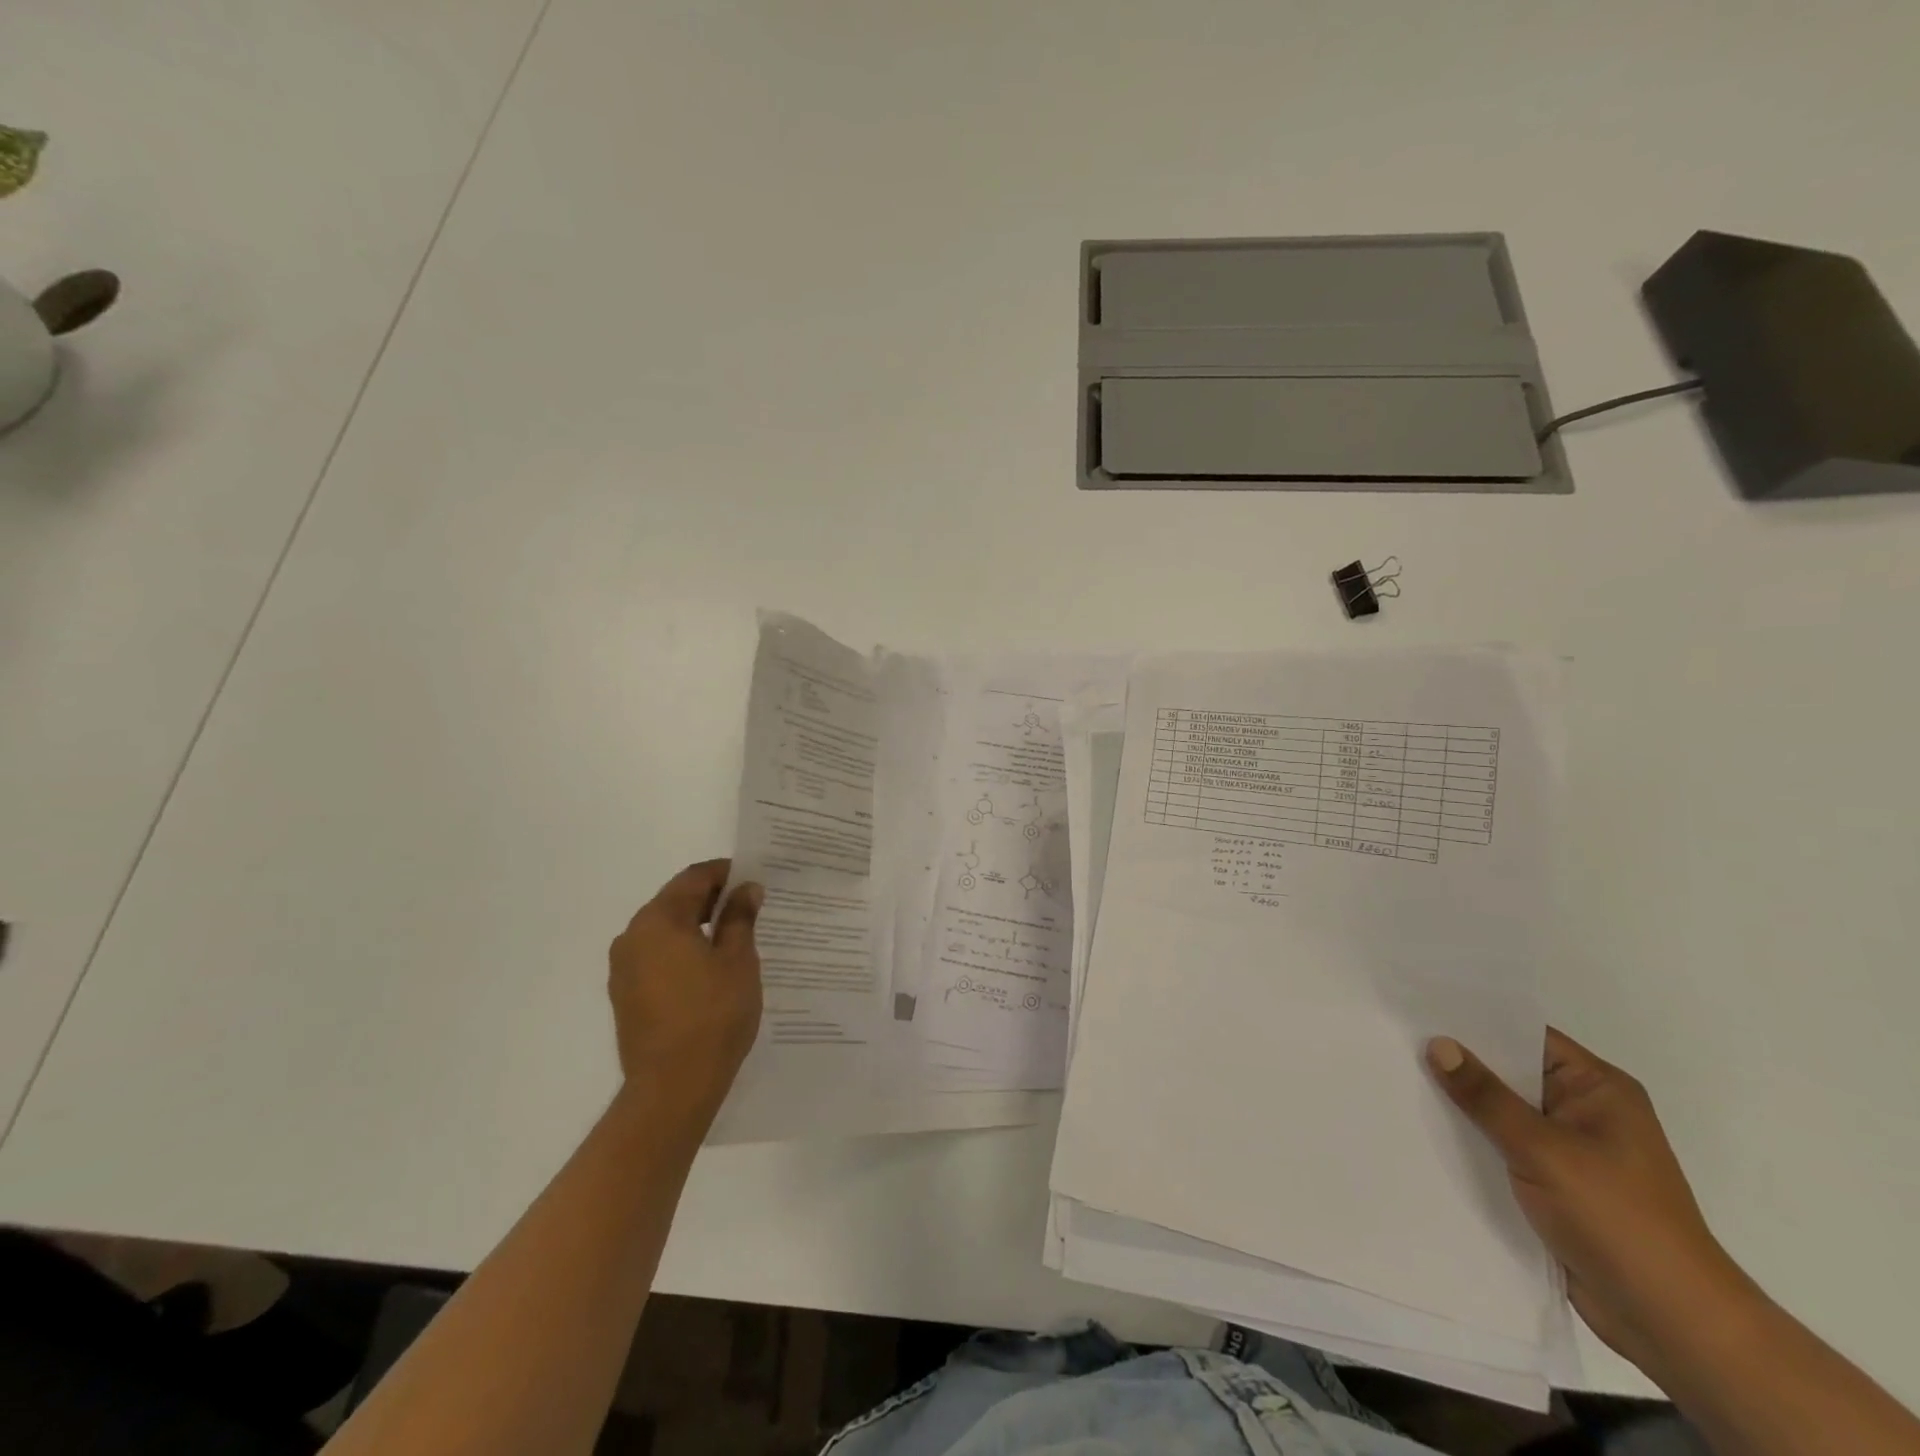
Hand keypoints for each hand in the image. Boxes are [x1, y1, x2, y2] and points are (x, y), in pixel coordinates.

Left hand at [608, 860, 763, 1115]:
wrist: (672, 1087)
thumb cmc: (713, 1015)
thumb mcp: (738, 959)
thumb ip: (740, 917)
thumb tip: (746, 888)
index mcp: (659, 920)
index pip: (693, 878)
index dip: (725, 872)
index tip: (753, 878)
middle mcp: (633, 936)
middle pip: (675, 901)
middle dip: (711, 899)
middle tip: (749, 907)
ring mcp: (624, 968)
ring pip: (664, 930)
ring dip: (696, 927)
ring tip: (733, 939)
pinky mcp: (625, 995)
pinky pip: (656, 957)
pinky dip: (682, 952)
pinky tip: (709, 970)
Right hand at [1426, 1029, 1743, 1372]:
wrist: (1671, 1324)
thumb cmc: (1618, 1220)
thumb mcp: (1544, 1150)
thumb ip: (1487, 1097)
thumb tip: (1438, 1043)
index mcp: (1599, 1089)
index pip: (1526, 1037)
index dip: (1474, 1022)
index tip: (1418, 1008)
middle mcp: (1586, 1111)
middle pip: (1510, 1072)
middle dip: (1459, 1062)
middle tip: (1396, 1040)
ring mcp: (1571, 1150)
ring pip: (1503, 1112)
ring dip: (1462, 1104)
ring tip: (1398, 1077)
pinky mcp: (1556, 1183)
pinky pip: (1503, 1146)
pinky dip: (1472, 1139)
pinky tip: (1426, 1129)